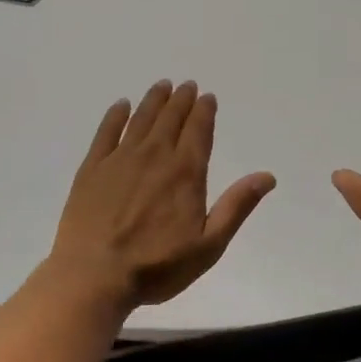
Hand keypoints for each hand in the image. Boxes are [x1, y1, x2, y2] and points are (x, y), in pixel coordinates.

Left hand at [50, 80, 275, 309]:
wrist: (93, 275)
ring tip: (162, 86)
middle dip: (181, 100)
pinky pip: (106, 132)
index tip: (207, 97)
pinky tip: (121, 105)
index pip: (198, 131)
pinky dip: (116, 115)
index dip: (204, 111)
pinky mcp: (92, 168)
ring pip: (141, 119)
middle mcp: (155, 156)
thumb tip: (267, 176)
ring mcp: (120, 159)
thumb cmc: (157, 266)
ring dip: (154, 100)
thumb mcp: (209, 245)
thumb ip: (237, 206)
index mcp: (185, 172)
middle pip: (171, 119)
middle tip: (186, 86)